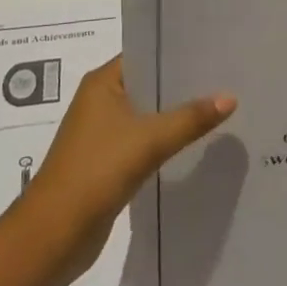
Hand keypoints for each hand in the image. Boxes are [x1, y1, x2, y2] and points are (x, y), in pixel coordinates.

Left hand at [23, 56, 235, 273]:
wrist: (55, 233)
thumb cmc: (97, 170)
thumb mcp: (150, 140)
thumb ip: (191, 118)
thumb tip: (231, 96)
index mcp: (102, 83)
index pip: (144, 55)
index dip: (176, 52)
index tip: (213, 51)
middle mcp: (99, 101)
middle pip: (148, 85)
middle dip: (182, 86)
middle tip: (226, 79)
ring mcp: (102, 133)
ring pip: (147, 115)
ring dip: (175, 115)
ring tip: (219, 108)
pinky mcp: (107, 162)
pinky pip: (143, 141)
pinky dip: (165, 141)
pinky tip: (195, 143)